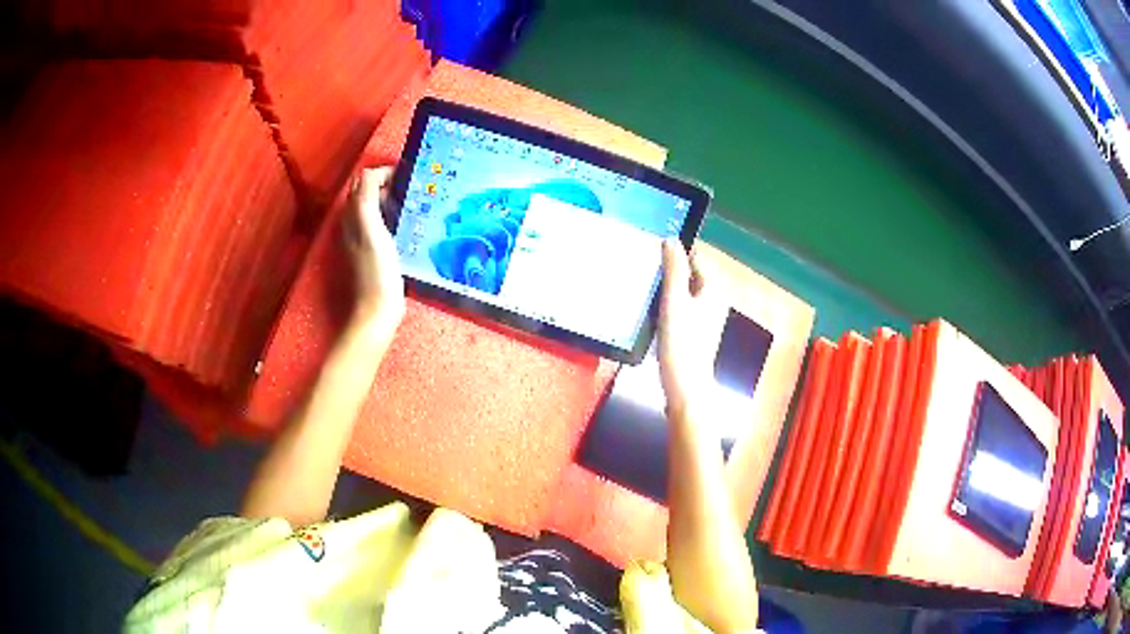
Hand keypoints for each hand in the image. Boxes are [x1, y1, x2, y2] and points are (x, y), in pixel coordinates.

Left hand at [343, 167, 405, 329]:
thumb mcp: (371, 227)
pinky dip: (394, 216)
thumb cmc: (377, 268)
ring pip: (376, 207)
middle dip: (388, 183)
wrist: (378, 308)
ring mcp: (364, 238)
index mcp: (352, 215)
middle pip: (368, 192)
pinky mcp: (375, 251)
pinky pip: (383, 223)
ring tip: (414, 201)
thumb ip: (366, 197)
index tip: (409, 176)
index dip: (384, 172)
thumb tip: (373, 172)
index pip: (364, 179)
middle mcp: (354, 223)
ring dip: (392, 199)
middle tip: (413, 187)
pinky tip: (409, 224)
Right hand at [657, 239, 719, 417]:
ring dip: (665, 290)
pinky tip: (650, 314)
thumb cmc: (682, 343)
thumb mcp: (674, 302)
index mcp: (713, 290)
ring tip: (644, 290)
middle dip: (669, 271)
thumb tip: (671, 239)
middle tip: (644, 271)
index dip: (676, 252)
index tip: (652, 252)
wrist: (685, 388)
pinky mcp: (694, 334)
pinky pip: (679, 310)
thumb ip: (674, 270)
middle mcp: (713, 302)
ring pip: (683, 293)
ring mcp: (704, 319)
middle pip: (689, 276)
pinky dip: (666, 307)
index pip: (696, 258)